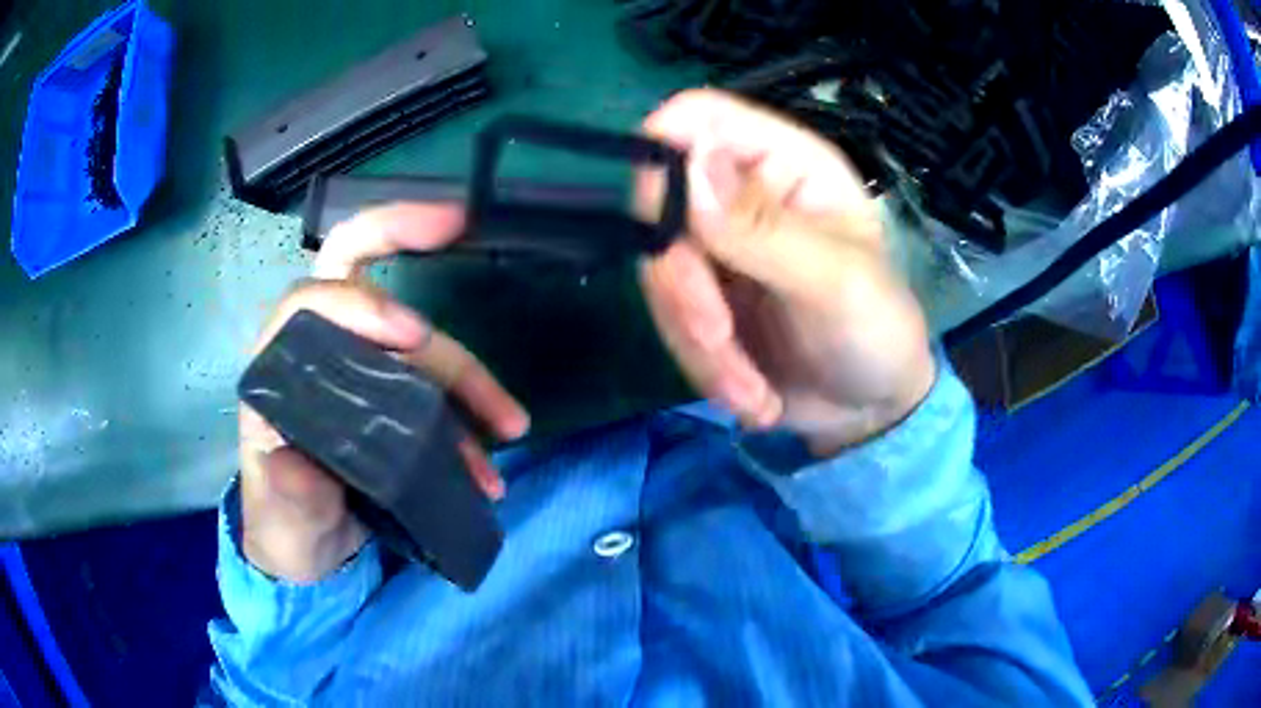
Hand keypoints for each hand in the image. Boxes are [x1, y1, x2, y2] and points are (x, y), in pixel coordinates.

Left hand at [238, 205, 529, 582]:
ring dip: (469, 379)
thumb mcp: (280, 514)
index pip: (311, 301)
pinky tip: (491, 463)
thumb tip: (300, 463)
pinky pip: (440, 392)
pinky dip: (473, 418)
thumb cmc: (284, 524)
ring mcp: (364, 372)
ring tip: (510, 427)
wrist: (312, 552)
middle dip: (405, 236)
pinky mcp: (396, 401)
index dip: (362, 303)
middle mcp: (324, 352)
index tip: (414, 334)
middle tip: (460, 222)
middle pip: (360, 274)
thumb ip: (288, 490)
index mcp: (281, 367)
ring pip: (420, 346)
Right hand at [638, 90, 934, 455]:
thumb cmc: (878, 329)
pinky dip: (704, 368)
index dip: (662, 151)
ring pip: (660, 276)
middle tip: (720, 340)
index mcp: (785, 163)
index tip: (663, 225)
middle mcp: (741, 194)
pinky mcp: (703, 298)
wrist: (871, 408)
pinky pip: (670, 322)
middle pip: (661, 208)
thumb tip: (684, 164)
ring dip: (700, 346)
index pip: (699, 118)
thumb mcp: (834, 280)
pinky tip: (754, 398)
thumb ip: (761, 227)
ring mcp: (717, 248)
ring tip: (754, 393)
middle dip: (685, 289)